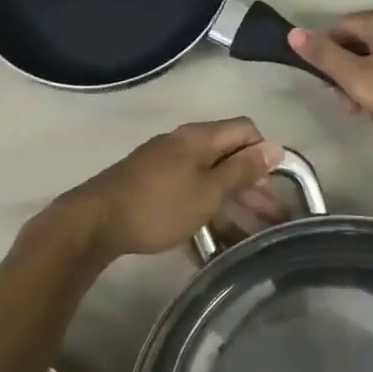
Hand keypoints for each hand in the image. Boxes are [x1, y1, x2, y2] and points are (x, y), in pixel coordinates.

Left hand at [51, 118, 282, 260]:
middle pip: (229, 157)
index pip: (245, 129)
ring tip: (253, 238)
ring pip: (210, 179)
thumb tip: (275, 147)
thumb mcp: (208, 190)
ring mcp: (165, 165)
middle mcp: (183, 144)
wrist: (95, 222)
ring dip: (233, 205)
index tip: (277, 184)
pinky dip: (207, 212)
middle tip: (275, 219)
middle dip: (253, 186)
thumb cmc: (159, 205)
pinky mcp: (151, 187)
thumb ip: (242, 170)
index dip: (265, 152)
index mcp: (199, 137)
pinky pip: (190, 193)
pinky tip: (217, 242)